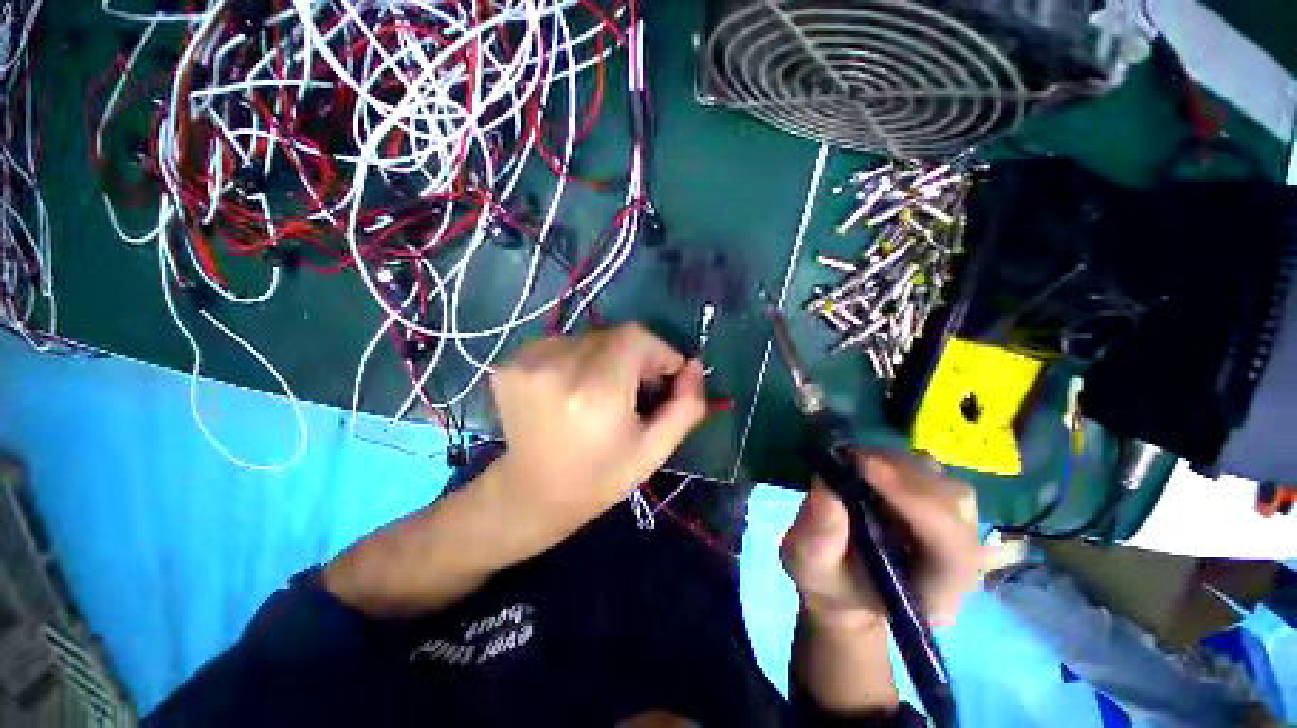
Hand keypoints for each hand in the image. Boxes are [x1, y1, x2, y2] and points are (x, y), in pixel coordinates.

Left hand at [485, 323, 706, 558]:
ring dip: (605, 357)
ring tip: (600, 393)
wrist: (532, 494)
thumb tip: (693, 366)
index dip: (657, 352)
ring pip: (589, 338)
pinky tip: (572, 390)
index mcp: (596, 392)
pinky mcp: (510, 363)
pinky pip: (562, 344)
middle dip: (634, 357)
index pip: (636, 337)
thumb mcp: (655, 450)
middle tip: (632, 391)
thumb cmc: (600, 477)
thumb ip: (686, 406)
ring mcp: (527, 362)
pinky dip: (577, 359)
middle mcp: (558, 368)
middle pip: (613, 336)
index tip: (661, 379)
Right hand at [782, 452, 979, 628]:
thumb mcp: (809, 566)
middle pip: (954, 507)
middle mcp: (959, 561)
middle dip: (902, 476)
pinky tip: (869, 467)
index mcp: (935, 593)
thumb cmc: (830, 584)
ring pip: (946, 486)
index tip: (865, 467)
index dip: (915, 501)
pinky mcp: (941, 509)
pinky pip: (935, 477)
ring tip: (856, 463)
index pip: (951, 546)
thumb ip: (817, 537)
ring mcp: (956, 533)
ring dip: (900, 467)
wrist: (846, 585)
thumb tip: (827, 491)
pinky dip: (901, 464)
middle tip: (850, 459)